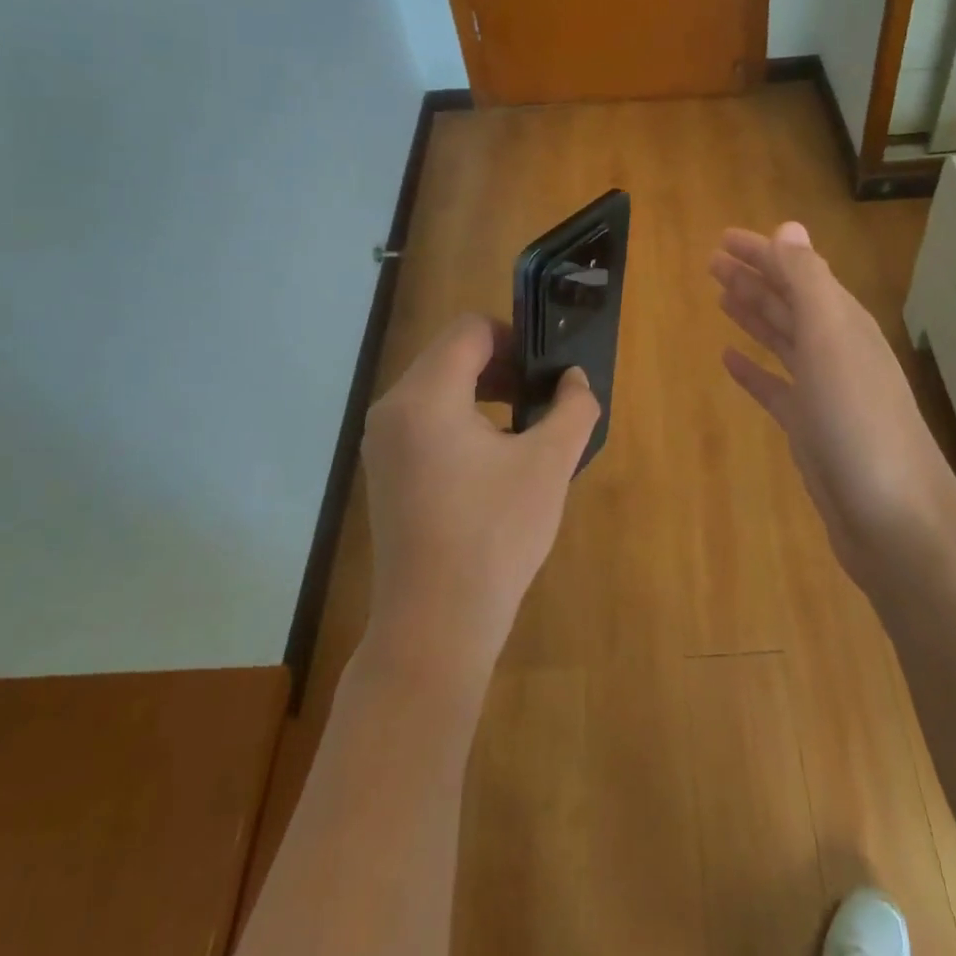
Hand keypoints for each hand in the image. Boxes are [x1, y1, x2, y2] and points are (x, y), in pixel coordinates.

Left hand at [360, 313, 598, 683]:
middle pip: (451, 354)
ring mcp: (382, 442)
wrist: (436, 625)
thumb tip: (573, 379)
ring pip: (437, 386)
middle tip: (542, 398)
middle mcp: (393, 408)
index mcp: (426, 396)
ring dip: (483, 392)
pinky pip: (424, 419)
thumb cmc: (495, 536)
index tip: (546, 371)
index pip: (470, 330)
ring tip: (524, 429)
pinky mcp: (385, 470)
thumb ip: (572, 407)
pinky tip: (494, 460)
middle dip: (501, 366)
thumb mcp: (549, 464)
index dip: (514, 337)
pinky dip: (461, 419)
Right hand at [711, 222, 946, 587]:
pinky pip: (774, 387)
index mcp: (842, 322)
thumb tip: (788, 227)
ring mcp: (823, 391)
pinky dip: (753, 369)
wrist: (894, 520)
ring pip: (782, 339)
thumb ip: (808, 282)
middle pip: (788, 302)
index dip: (762, 252)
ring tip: (720, 295)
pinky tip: (729, 360)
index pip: (798, 271)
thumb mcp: (831, 340)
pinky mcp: (809, 428)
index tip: (723, 237)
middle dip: (753, 277)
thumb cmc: (859, 422)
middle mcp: (835, 350)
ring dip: (753, 314)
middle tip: (712, 261)